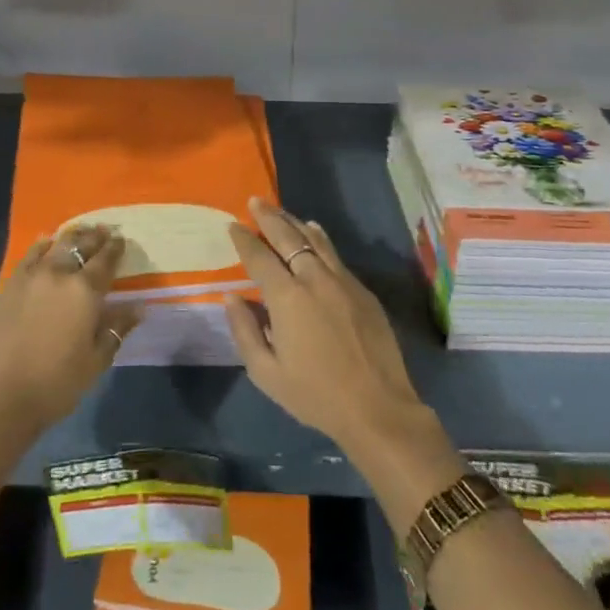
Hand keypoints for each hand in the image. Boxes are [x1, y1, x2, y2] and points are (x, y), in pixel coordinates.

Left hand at [0, 226, 139, 433]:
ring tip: (76, 232)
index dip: (115, 248)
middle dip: (93, 237)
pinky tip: (43, 246)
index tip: (120, 239)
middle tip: (102, 230)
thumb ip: (116, 329)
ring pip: (53, 245)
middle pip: (79, 246)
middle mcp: (57, 275)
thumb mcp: (94, 362)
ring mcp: (27, 278)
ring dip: (69, 237)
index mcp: (84, 291)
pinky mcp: (4, 287)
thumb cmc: (54, 385)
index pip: (105, 260)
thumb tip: (139, 307)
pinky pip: (27, 257)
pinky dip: (40, 247)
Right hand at [224, 198, 434, 458]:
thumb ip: (245, 330)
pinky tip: (314, 232)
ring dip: (294, 222)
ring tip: (281, 211)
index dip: (244, 239)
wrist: (377, 408)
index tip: (233, 225)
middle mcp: (314, 279)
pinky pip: (335, 254)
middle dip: (268, 217)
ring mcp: (342, 281)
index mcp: (287, 298)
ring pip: (315, 239)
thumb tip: (232, 297)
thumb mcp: (266, 373)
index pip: (259, 257)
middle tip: (255, 201)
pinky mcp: (362, 290)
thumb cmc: (315, 395)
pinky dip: (320, 238)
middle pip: (288, 237)